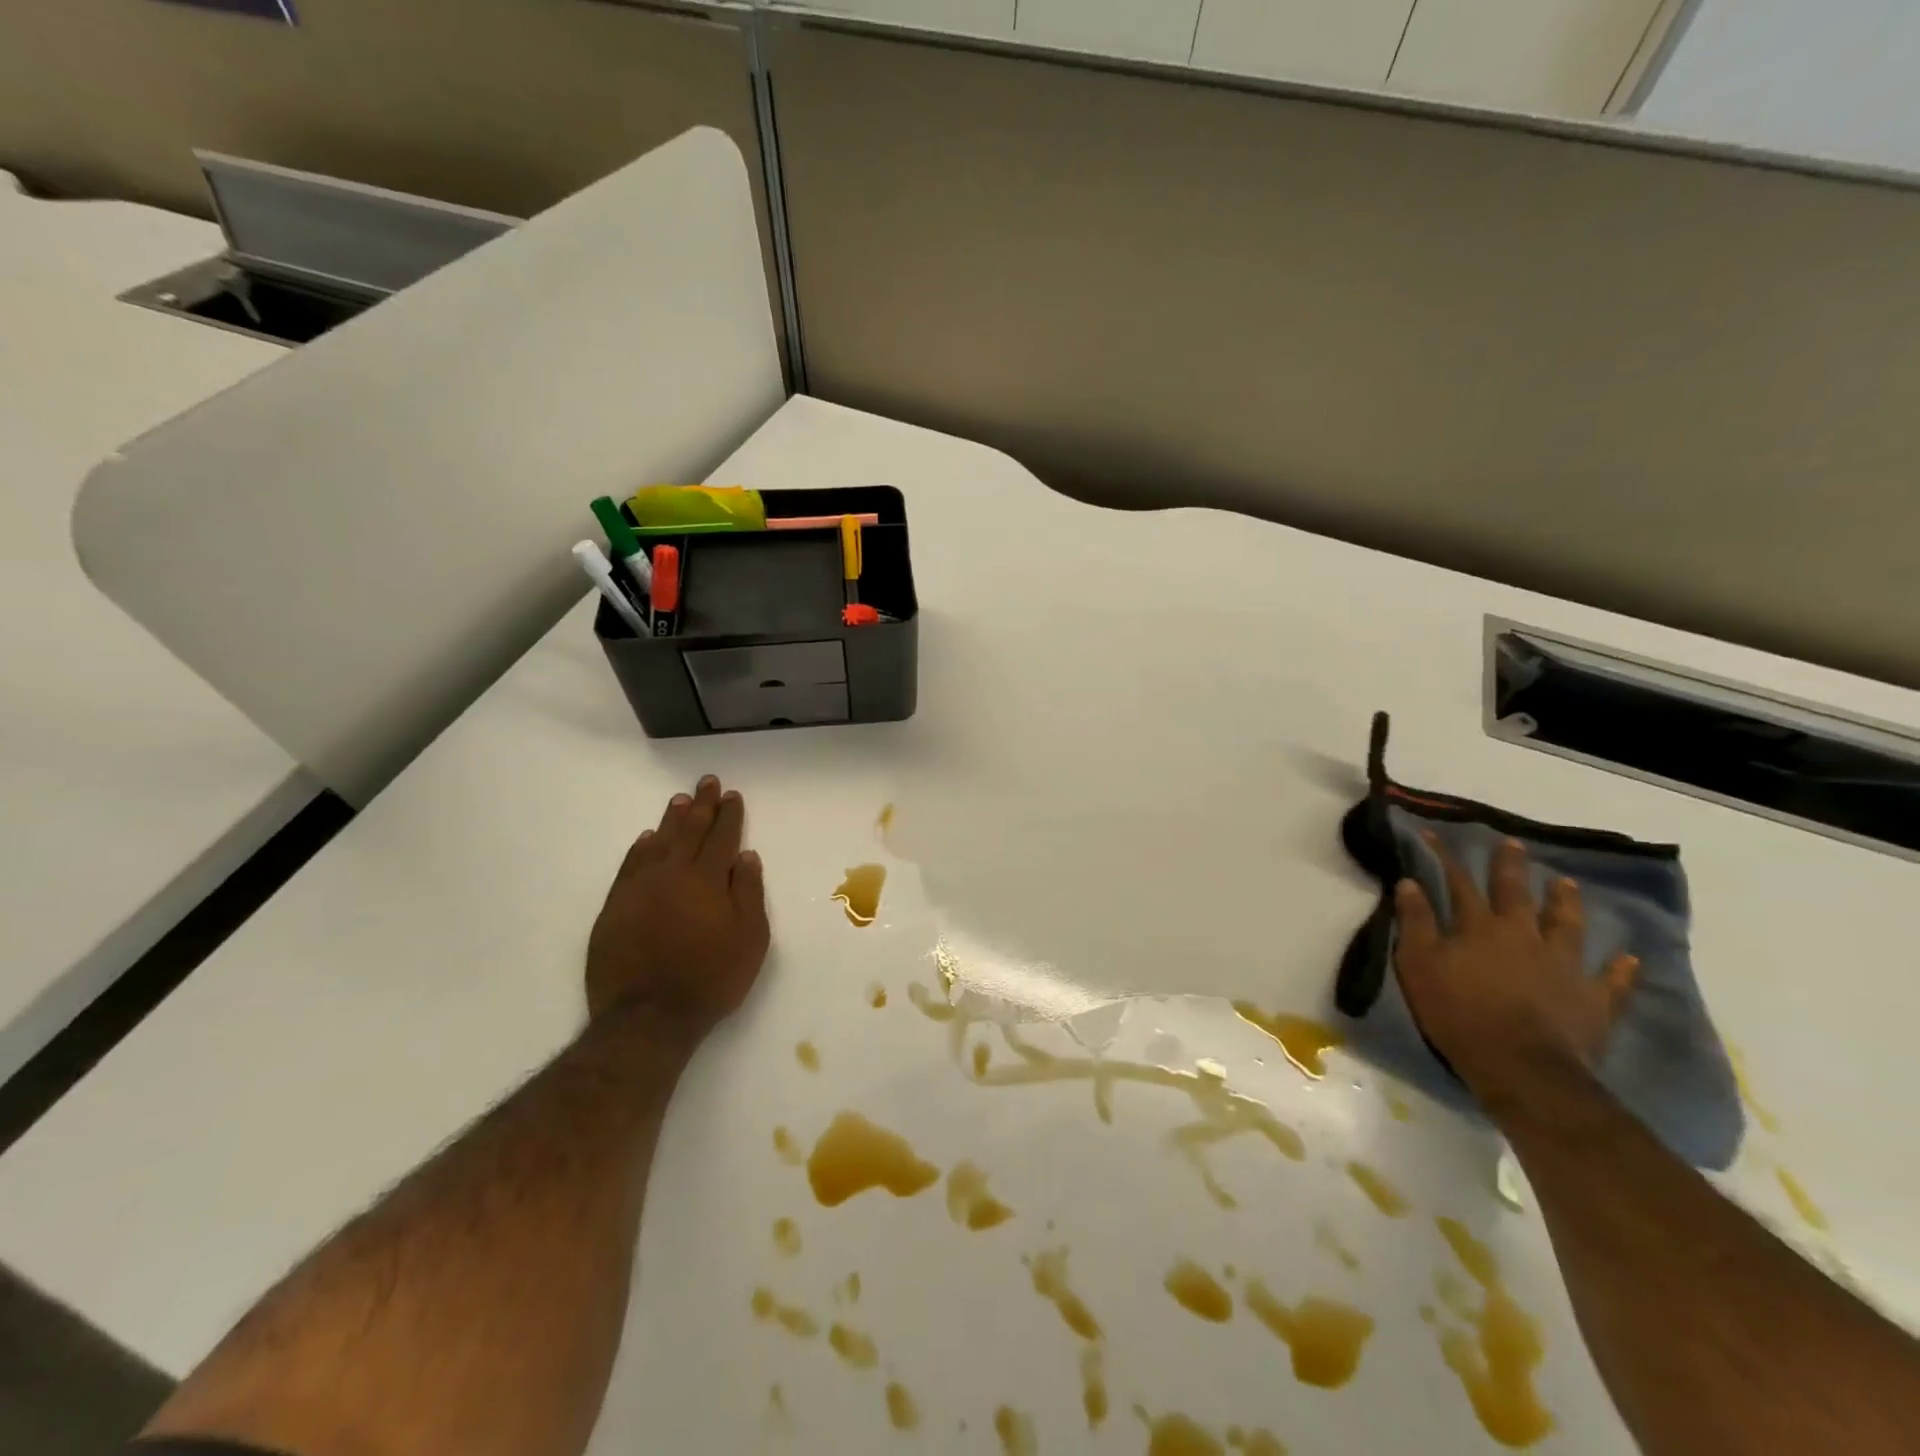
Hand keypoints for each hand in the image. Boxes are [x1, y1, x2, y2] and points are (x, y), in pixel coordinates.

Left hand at [586, 775, 770, 1035]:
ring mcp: (640, 888)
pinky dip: (641, 848)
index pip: (722, 837)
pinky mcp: (615, 906)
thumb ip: (748, 892)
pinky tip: (648, 838)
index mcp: (708, 879)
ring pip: (659, 842)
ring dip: (672, 820)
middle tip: (706, 782)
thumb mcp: (749, 938)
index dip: (729, 814)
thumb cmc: (711, 977)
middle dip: (702, 805)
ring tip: (680, 801)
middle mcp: (673, 874)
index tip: (731, 795)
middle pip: (690, 831)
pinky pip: (630, 865)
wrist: (648, 1016)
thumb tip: (746, 856)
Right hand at [1393, 834, 1636, 1108]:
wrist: (1521, 1066)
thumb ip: (1415, 922)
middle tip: (1513, 844)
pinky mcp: (1592, 999)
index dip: (1445, 858)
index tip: (1435, 834)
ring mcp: (1563, 966)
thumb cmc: (1458, 1012)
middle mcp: (1523, 936)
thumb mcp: (1419, 964)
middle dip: (1510, 867)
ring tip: (1566, 883)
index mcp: (1479, 928)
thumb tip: (1410, 882)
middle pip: (1516, 894)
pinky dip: (1619, 969)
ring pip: (1566, 925)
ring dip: (1564, 903)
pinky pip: (1610, 981)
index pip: (1459, 883)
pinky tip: (1628, 958)